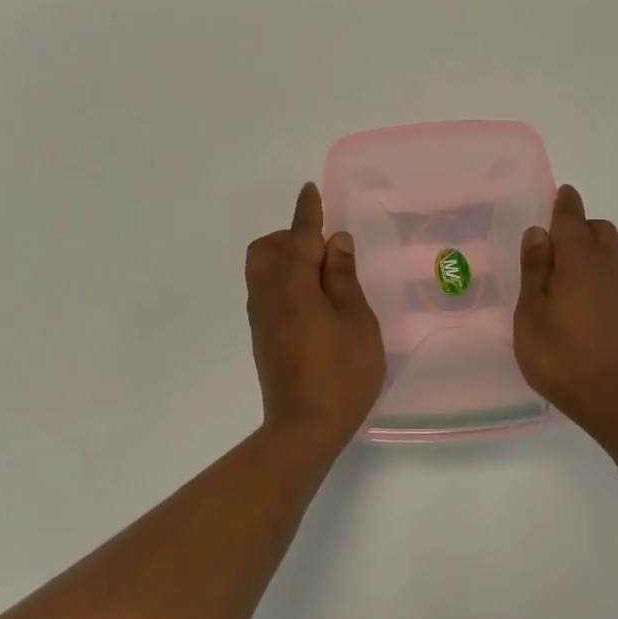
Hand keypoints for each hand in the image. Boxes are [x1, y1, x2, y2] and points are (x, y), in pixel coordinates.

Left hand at [246, 183, 385, 449]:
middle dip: (291, 237)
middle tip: (327, 252)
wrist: (304, 428)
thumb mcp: (356, 321)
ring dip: (287, 260)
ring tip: (325, 278)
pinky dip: (285, 282)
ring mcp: (261, 318)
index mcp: (292, 285)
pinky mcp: (263, 337)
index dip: (308, 212)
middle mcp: (268, 295)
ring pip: (262, 270)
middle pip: (266, 249)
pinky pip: (267, 292)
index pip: (299, 236)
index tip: (311, 190)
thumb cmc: (341, 373)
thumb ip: (343, 278)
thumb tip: (335, 242)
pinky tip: (314, 303)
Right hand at [514, 185, 617, 431]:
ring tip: (571, 286)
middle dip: (582, 229)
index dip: (566, 204)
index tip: (564, 192)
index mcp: (580, 262)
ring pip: (615, 260)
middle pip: (602, 232)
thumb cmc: (562, 356)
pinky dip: (606, 287)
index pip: (573, 220)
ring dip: (595, 259)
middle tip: (557, 247)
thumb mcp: (532, 314)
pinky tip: (591, 316)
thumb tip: (540, 233)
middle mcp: (612, 270)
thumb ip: (535, 271)